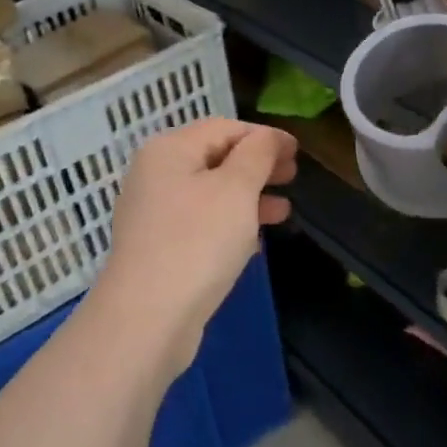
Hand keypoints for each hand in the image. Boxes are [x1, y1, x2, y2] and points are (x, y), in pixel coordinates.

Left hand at [92, 119, 297, 372]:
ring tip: (284, 210)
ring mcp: (153, 213)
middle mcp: (155, 175)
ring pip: (210, 193)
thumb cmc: (197, 241)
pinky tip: (254, 239)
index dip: (263, 136)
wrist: (148, 317)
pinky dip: (229, 223)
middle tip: (293, 176)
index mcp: (169, 150)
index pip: (223, 128)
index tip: (298, 151)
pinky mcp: (158, 248)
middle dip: (257, 165)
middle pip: (214, 158)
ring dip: (248, 196)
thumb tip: (269, 138)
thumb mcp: (236, 189)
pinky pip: (200, 223)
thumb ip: (257, 155)